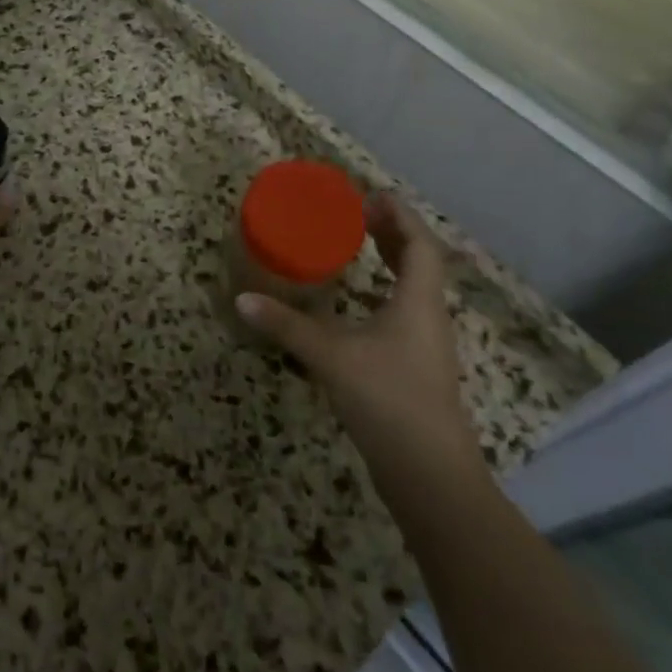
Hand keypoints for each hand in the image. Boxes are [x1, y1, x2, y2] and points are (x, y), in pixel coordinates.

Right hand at [236, 194, 482, 478]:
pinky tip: (357, 302)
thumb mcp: (330, 356)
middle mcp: (428, 317)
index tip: (371, 195)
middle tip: (358, 214)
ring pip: (414, 288)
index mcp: (418, 302)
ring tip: (359, 246)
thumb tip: (242, 299)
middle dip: (393, 233)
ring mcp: (426, 345)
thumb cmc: (388, 399)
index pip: (420, 245)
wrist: (430, 475)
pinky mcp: (416, 367)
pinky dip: (384, 292)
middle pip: (420, 262)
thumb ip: (286, 325)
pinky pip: (404, 311)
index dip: (400, 216)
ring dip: (391, 261)